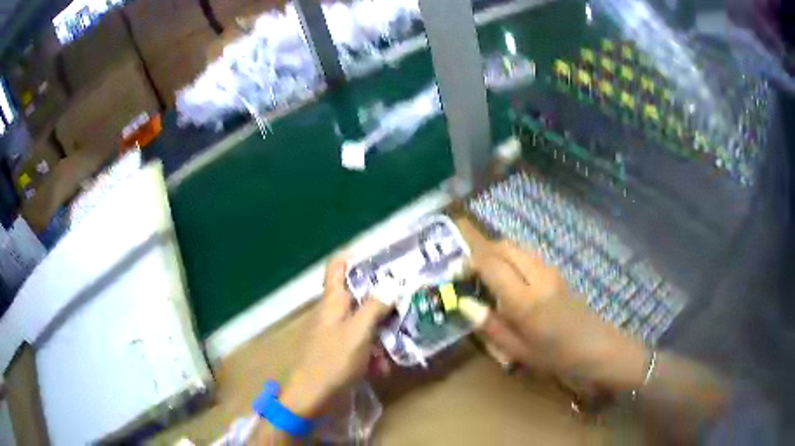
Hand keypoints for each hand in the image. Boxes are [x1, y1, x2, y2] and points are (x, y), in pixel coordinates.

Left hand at [280, 255, 390, 416]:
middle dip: (380, 301)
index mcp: (333, 301)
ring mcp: (334, 334)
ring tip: (397, 345)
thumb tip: (391, 283)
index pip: (337, 267)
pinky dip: (371, 353)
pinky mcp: (338, 353)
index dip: (353, 257)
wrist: (312, 397)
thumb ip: (374, 307)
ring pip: (363, 324)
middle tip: (405, 300)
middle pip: (357, 296)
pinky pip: (359, 345)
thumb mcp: (358, 332)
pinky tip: (382, 369)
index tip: (379, 257)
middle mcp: (332, 313)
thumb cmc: (334, 360)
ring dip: (380, 334)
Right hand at [470, 241, 647, 391]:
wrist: (596, 348)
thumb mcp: (517, 351)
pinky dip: (511, 258)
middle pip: (503, 246)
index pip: (490, 264)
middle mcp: (537, 276)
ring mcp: (549, 270)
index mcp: (524, 299)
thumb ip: (489, 326)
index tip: (455, 274)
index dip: (469, 264)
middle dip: (481, 252)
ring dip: (497, 253)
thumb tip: (464, 304)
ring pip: (516, 247)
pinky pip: (528, 255)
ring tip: (485, 276)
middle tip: (468, 273)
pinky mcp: (557, 272)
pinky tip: (509, 280)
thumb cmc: (556, 356)